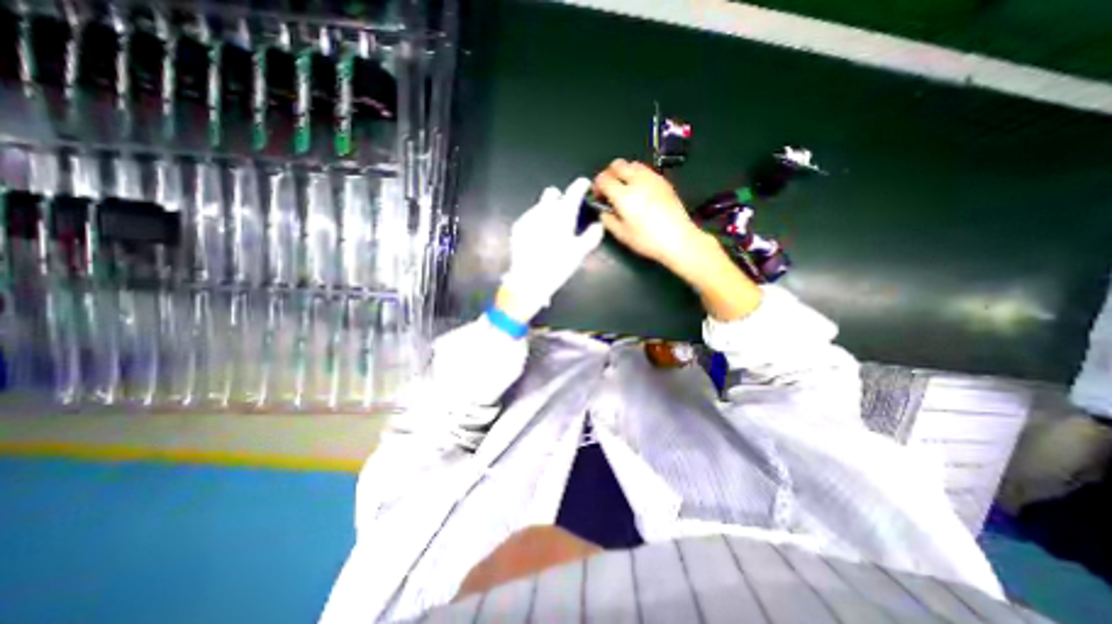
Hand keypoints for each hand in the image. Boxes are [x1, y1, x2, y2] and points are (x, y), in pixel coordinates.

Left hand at [501, 176, 604, 317]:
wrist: (528, 279)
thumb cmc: (557, 266)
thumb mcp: (579, 253)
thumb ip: (591, 236)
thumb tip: (597, 225)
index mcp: (562, 214)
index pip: (574, 190)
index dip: (581, 185)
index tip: (584, 186)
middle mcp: (545, 210)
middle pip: (553, 192)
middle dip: (561, 198)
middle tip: (566, 213)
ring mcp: (529, 217)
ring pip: (540, 205)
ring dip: (548, 211)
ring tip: (551, 230)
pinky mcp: (518, 226)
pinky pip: (530, 216)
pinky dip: (537, 222)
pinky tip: (538, 237)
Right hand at [590, 158, 711, 273]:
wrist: (678, 239)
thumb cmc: (647, 240)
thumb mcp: (621, 234)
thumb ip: (607, 219)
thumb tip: (603, 210)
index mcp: (624, 195)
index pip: (603, 179)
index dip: (596, 186)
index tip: (598, 196)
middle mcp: (637, 182)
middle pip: (617, 165)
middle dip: (609, 174)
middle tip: (609, 189)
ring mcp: (652, 179)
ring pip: (632, 164)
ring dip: (624, 173)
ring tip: (625, 189)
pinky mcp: (663, 181)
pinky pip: (646, 171)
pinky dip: (637, 176)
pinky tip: (640, 192)